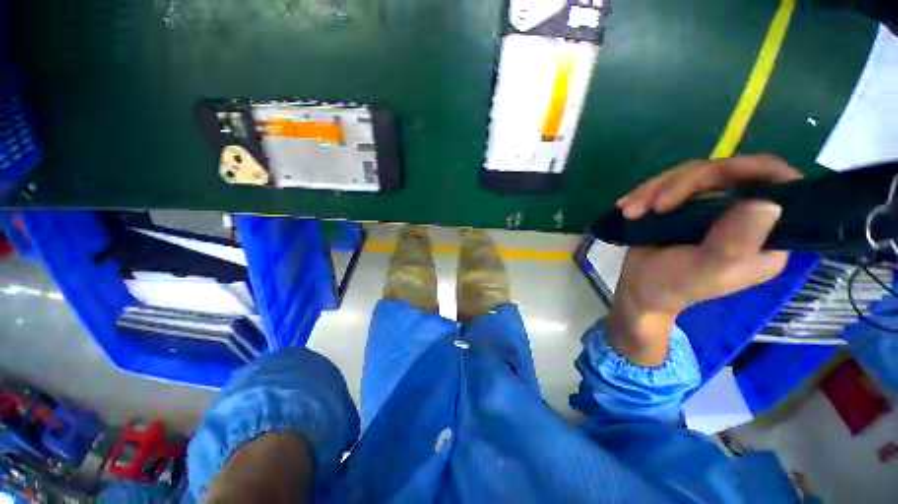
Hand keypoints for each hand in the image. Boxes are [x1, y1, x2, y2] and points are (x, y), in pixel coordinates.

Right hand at [607, 155, 802, 365]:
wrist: (639, 289)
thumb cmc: (673, 286)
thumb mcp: (706, 269)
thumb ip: (736, 241)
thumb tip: (768, 203)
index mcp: (766, 236)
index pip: (777, 186)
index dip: (752, 170)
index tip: (712, 175)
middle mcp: (745, 215)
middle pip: (725, 173)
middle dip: (683, 184)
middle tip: (654, 205)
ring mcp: (713, 208)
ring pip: (692, 174)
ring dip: (656, 189)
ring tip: (631, 211)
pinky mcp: (685, 206)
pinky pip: (669, 184)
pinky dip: (645, 193)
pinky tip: (627, 207)